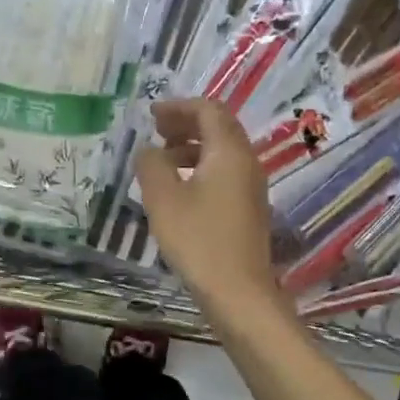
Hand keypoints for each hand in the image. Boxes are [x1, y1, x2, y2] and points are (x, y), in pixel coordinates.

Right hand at [135, 98, 284, 316]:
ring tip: (162, 160)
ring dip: (192, 148)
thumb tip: (148, 150)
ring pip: (222, 153)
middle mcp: (247, 162)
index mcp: (229, 152)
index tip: (152, 115)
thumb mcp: (163, 199)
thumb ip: (151, 165)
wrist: (238, 292)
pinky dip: (201, 169)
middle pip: (219, 128)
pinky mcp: (248, 210)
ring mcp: (251, 188)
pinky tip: (180, 190)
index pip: (209, 110)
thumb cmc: (198, 240)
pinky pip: (225, 174)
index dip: (179, 107)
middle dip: (186, 124)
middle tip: (156, 131)